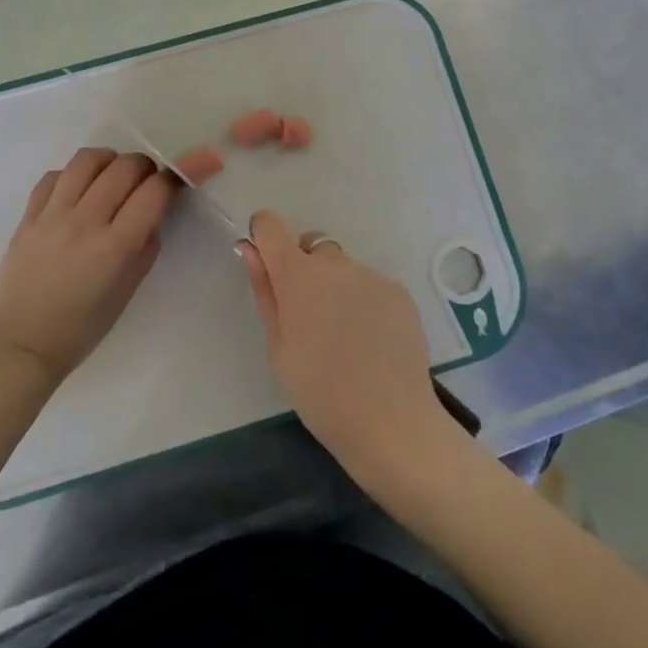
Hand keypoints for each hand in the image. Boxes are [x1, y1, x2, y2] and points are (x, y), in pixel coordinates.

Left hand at [0, 147, 176, 392]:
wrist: (19, 344)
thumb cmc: (80, 329)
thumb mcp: (127, 292)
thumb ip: (145, 248)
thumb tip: (153, 213)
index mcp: (115, 248)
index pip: (153, 192)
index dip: (170, 182)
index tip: (172, 187)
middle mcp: (85, 222)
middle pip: (124, 167)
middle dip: (143, 167)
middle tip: (144, 182)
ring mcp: (52, 215)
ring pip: (87, 160)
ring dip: (109, 161)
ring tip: (111, 176)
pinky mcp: (28, 215)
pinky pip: (55, 175)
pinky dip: (73, 175)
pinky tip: (78, 191)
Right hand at [239, 210, 449, 481]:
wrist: (391, 422)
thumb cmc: (319, 392)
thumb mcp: (278, 347)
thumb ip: (265, 291)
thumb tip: (249, 249)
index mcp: (297, 275)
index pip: (270, 225)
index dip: (263, 237)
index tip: (266, 266)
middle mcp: (334, 263)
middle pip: (310, 245)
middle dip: (303, 268)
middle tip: (308, 317)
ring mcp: (370, 275)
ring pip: (343, 268)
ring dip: (336, 287)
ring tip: (344, 337)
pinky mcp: (398, 292)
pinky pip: (370, 285)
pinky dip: (364, 301)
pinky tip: (370, 342)